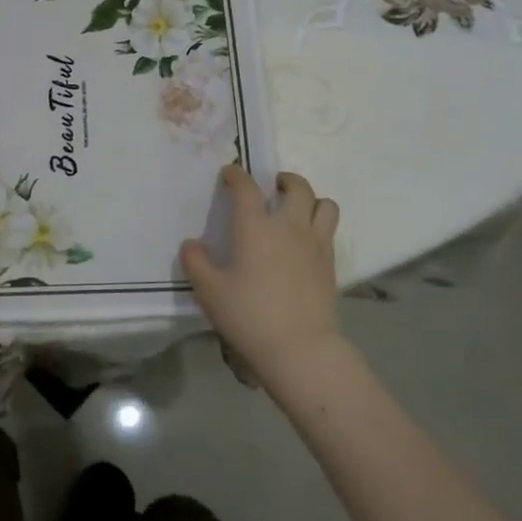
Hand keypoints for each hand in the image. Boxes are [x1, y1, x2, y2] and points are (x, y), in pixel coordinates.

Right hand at [181, 166, 341, 381]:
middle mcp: (289, 227)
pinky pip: (329, 231)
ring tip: (298, 209)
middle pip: (297, 187)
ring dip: (311, 200)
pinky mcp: (331, 264)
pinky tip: (305, 242)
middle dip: (285, 180)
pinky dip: (319, 226)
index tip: (230, 173)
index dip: (237, 175)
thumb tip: (191, 244)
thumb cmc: (249, 315)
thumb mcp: (210, 291)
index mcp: (256, 227)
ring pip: (325, 205)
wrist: (299, 347)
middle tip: (273, 186)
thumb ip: (196, 263)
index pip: (247, 188)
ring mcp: (315, 244)